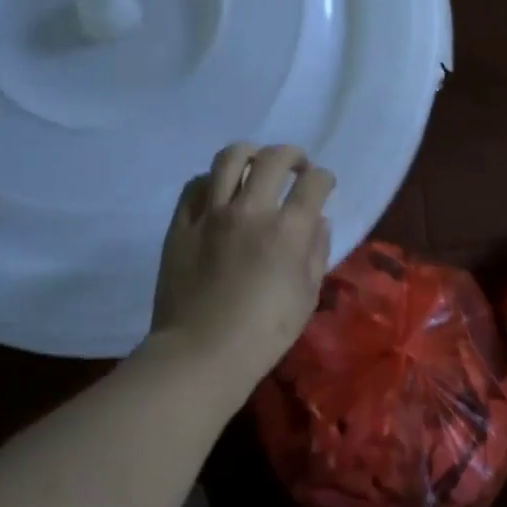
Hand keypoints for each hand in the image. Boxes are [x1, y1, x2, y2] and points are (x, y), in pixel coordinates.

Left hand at [142, 143, 334, 408]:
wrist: (200, 353)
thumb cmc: (263, 334)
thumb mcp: (306, 297)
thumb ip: (316, 252)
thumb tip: (318, 221)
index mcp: (287, 230)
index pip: (314, 183)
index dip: (324, 179)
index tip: (323, 185)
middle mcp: (250, 210)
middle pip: (274, 158)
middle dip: (293, 156)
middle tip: (296, 167)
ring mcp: (211, 213)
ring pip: (230, 158)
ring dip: (251, 154)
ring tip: (256, 164)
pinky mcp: (182, 223)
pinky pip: (196, 185)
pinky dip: (212, 181)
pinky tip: (219, 191)